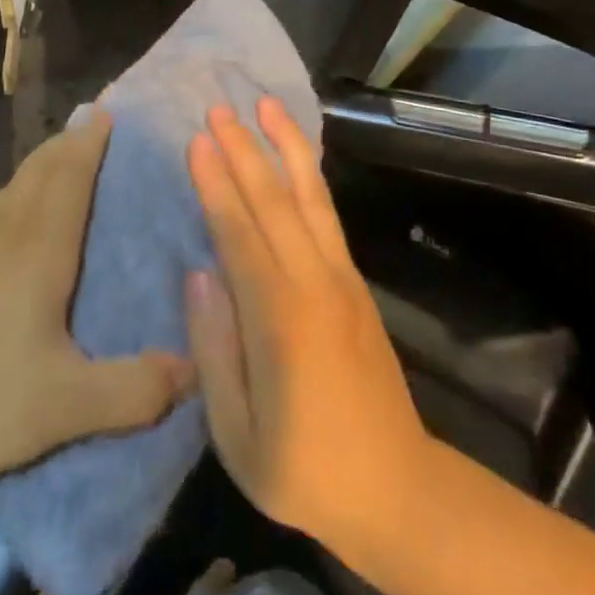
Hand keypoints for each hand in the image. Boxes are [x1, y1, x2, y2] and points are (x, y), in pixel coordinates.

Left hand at [0, 114, 193, 496]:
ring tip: (61, 161)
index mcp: (37, 250)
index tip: (109, 113)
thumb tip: (197, 369)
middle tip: (95, 126)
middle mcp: (1, 233)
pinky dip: (15, 194)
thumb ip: (136, 390)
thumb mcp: (66, 407)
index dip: (91, 142)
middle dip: (68, 143)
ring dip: (41, 165)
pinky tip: (13, 221)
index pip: (70, 176)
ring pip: (11, 187)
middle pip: (39, 170)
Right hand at [185, 99, 429, 553]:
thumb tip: (200, 273)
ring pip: (310, 196)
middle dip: (245, 150)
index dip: (217, 184)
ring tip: (266, 104)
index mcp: (280, 320)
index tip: (197, 140)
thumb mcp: (237, 434)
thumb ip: (214, 349)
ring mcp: (341, 278)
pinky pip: (327, 214)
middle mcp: (314, 283)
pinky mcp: (355, 283)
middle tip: (219, 107)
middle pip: (275, 201)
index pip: (239, 234)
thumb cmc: (305, 471)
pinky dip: (310, 175)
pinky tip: (297, 155)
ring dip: (286, 146)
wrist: (398, 489)